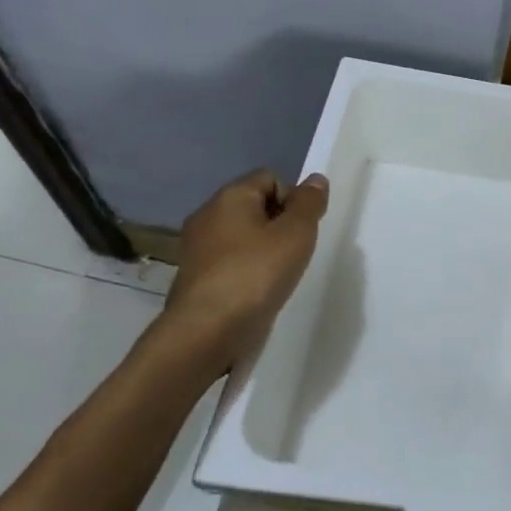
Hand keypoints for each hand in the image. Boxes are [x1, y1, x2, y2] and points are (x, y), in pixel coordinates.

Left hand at [152, 168, 328, 371]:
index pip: (270, 178)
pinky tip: (257, 292)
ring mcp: (196, 247)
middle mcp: (207, 215)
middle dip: (279, 225)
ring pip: (242, 236)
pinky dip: (246, 270)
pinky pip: (230, 261)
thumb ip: (309, 204)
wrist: (205, 332)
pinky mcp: (195, 277)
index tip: (303, 230)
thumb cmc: (255, 274)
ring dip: (264, 250)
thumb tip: (315, 179)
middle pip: (255, 206)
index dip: (293, 199)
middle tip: (295, 253)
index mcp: (230, 196)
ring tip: (278, 275)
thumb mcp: (296, 234)